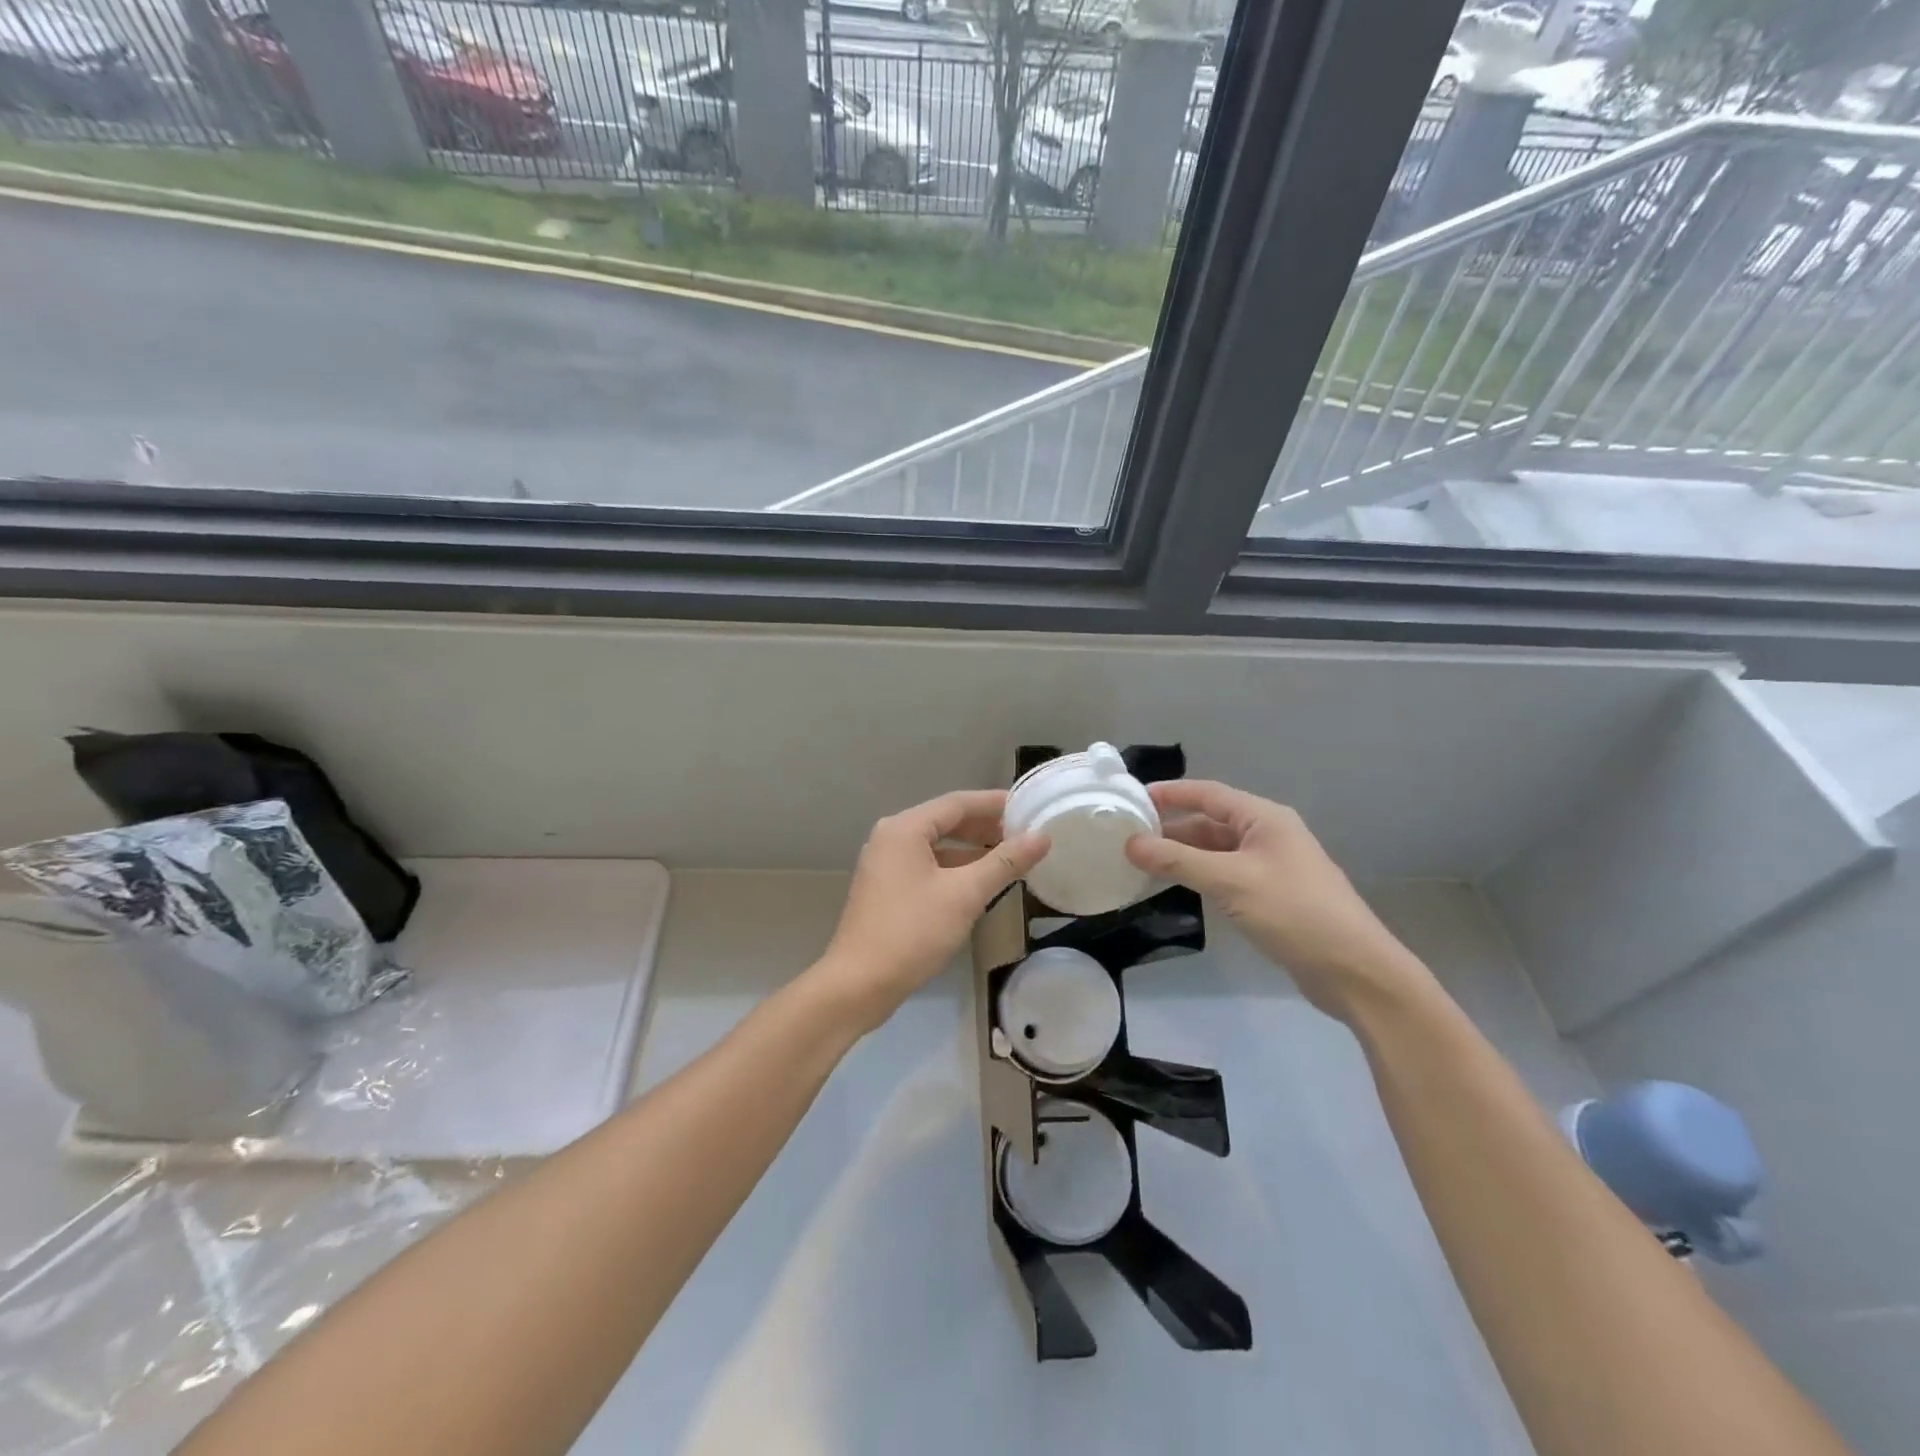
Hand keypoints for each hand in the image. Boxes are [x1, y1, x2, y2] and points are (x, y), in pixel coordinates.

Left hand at [814, 790, 1049, 1033]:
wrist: (859, 984)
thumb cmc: (913, 932)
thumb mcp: (965, 895)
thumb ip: (1004, 863)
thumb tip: (1042, 837)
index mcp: (904, 829)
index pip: (957, 803)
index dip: (994, 804)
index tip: (1027, 806)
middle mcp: (890, 838)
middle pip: (945, 821)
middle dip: (984, 827)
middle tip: (1023, 833)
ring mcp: (884, 864)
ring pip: (936, 846)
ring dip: (970, 849)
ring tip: (1008, 857)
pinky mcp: (885, 889)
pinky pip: (926, 866)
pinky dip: (953, 869)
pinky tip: (977, 883)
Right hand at [1124, 780, 1427, 1018]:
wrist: (1355, 971)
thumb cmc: (1294, 912)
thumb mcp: (1231, 881)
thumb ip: (1178, 860)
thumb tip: (1131, 844)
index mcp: (1264, 819)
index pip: (1209, 793)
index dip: (1171, 793)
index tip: (1133, 797)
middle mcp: (1268, 835)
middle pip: (1210, 822)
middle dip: (1172, 827)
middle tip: (1128, 835)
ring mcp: (1271, 867)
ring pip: (1216, 851)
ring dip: (1183, 854)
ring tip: (1141, 862)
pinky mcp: (1271, 896)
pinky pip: (1226, 875)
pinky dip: (1199, 876)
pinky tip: (1175, 887)